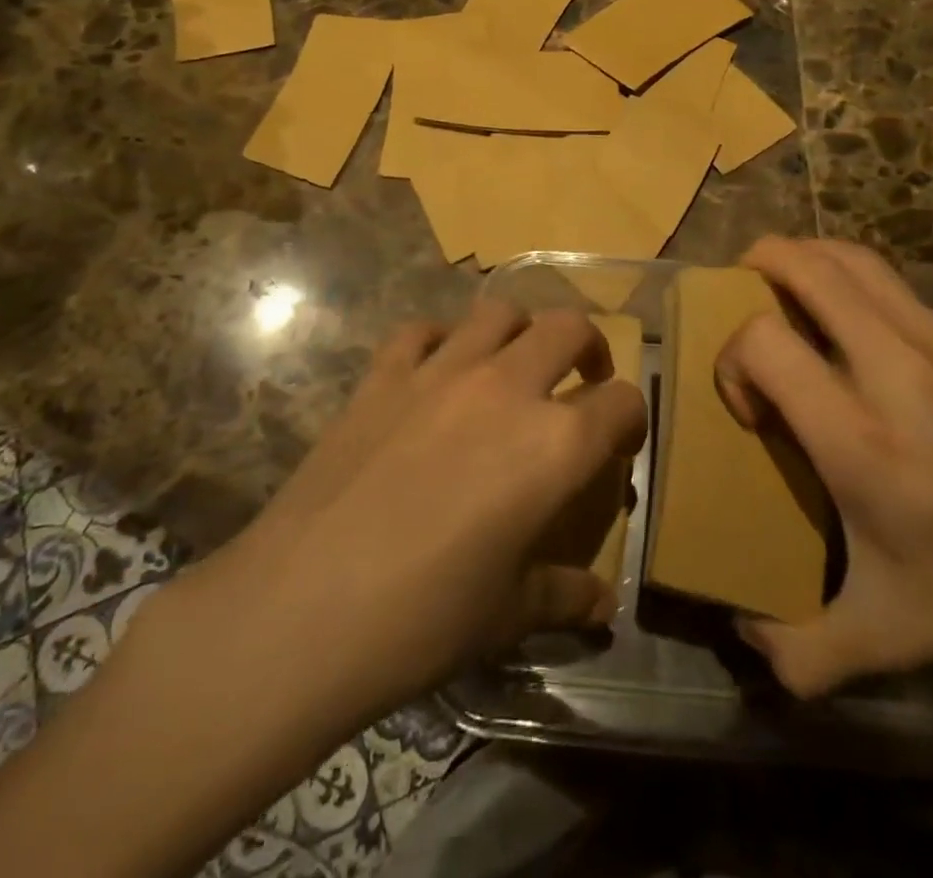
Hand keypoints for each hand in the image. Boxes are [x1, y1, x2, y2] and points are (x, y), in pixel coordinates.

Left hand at [181, 301, 646, 721]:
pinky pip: (421, 330)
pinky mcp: (383, 375)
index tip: (621, 441)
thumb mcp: (508, 615)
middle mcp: (507, 387)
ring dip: (519, 331)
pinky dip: (440, 340)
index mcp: (554, 443)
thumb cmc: (422, 620)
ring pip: (498, 312)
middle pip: (568, 328)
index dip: (631, 419)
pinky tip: (436, 370)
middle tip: (581, 378)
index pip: (620, 403)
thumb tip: (603, 607)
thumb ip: (565, 595)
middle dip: (588, 347)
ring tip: (513, 365)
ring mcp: (440, 372)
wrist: (300, 610)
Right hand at [717, 237, 932, 696]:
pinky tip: (848, 319)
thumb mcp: (890, 636)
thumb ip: (804, 651)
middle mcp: (890, 367)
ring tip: (784, 287)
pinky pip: (887, 276)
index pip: (763, 341)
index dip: (732, 360)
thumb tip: (746, 639)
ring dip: (802, 256)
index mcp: (858, 437)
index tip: (751, 411)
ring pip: (849, 256)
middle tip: (738, 299)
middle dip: (756, 264)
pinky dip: (846, 274)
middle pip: (804, 266)